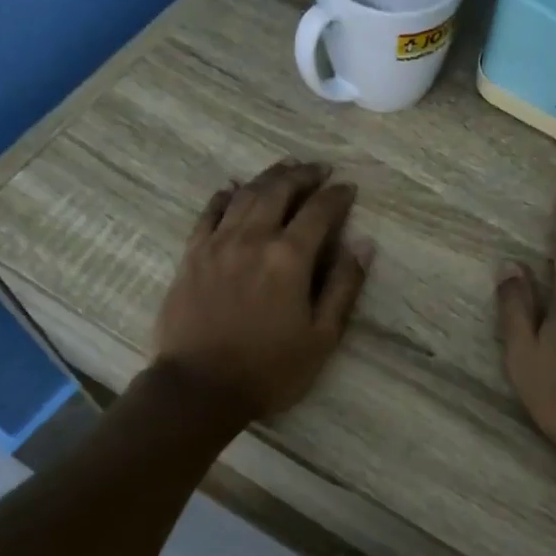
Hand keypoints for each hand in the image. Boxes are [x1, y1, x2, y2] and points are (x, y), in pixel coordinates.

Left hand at [151, 161, 371, 423]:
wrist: (200, 388)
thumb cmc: (270, 369)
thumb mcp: (322, 337)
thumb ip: (343, 287)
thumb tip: (363, 245)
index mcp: (289, 258)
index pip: (319, 212)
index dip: (337, 196)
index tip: (348, 187)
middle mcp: (253, 239)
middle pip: (279, 190)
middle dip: (303, 175)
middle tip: (319, 168)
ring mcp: (217, 243)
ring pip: (244, 194)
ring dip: (268, 177)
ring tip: (285, 168)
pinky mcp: (191, 255)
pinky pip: (209, 212)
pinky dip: (225, 195)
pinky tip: (233, 189)